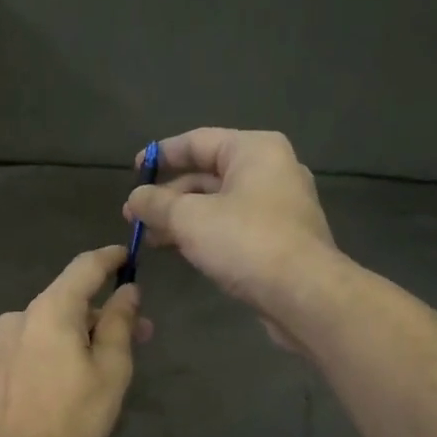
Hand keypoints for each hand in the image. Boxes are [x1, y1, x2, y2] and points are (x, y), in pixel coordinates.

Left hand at [0, 245, 148, 436]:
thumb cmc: (75, 416)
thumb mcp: (111, 369)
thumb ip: (120, 322)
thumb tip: (128, 291)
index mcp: (50, 310)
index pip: (84, 268)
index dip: (109, 258)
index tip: (126, 255)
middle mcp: (18, 317)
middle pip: (66, 302)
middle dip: (101, 313)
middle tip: (135, 334)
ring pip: (46, 326)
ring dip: (74, 334)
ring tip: (98, 363)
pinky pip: (27, 346)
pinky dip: (49, 351)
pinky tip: (61, 380)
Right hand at [123, 128, 336, 349]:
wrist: (304, 294)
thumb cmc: (246, 242)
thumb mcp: (189, 219)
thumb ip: (156, 203)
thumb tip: (134, 198)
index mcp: (254, 150)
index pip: (197, 141)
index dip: (160, 155)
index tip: (133, 172)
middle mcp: (271, 170)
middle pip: (208, 175)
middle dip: (168, 196)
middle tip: (134, 217)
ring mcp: (279, 206)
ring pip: (219, 204)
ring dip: (182, 219)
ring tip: (149, 238)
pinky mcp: (281, 239)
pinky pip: (234, 227)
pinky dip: (205, 234)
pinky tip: (181, 251)